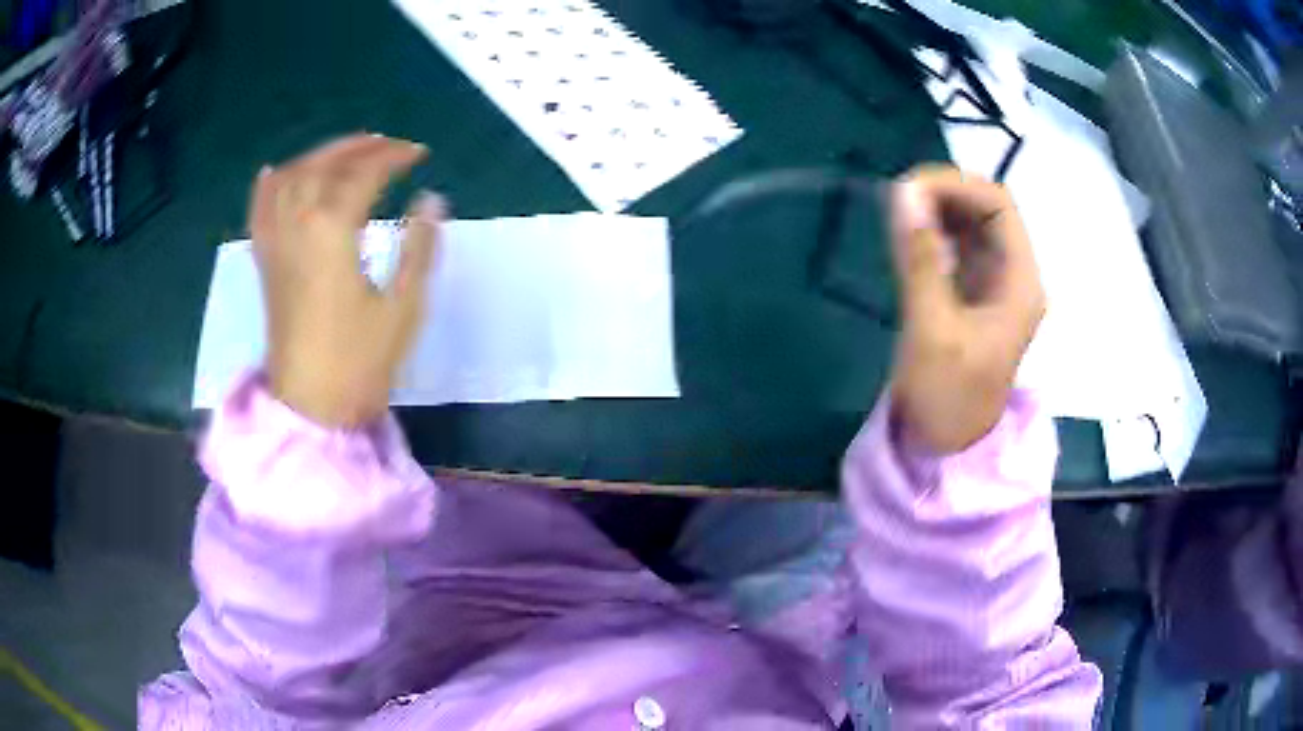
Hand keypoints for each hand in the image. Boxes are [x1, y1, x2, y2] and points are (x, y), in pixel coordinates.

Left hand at [250, 134, 444, 427]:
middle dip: (358, 148)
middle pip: (323, 165)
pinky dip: (268, 185)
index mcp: (333, 231)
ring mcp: (276, 243)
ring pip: (289, 178)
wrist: (312, 406)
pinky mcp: (265, 262)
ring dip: (318, 156)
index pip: (364, 174)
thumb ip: (420, 248)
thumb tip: (431, 200)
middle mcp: (297, 225)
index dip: (393, 158)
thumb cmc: (360, 361)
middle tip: (387, 145)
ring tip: (344, 152)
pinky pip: (259, 210)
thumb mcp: (403, 307)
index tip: (419, 154)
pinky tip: (277, 172)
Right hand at [888, 165, 1043, 453]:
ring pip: (971, 226)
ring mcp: (994, 286)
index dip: (956, 185)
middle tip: (897, 199)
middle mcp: (1013, 276)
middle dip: (944, 194)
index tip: (907, 188)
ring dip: (937, 211)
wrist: (946, 450)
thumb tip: (902, 192)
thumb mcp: (933, 329)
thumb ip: (921, 259)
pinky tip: (908, 236)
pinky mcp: (972, 297)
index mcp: (1020, 282)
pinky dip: (933, 234)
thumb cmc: (947, 397)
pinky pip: (957, 249)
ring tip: (898, 213)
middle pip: (987, 210)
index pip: (999, 205)